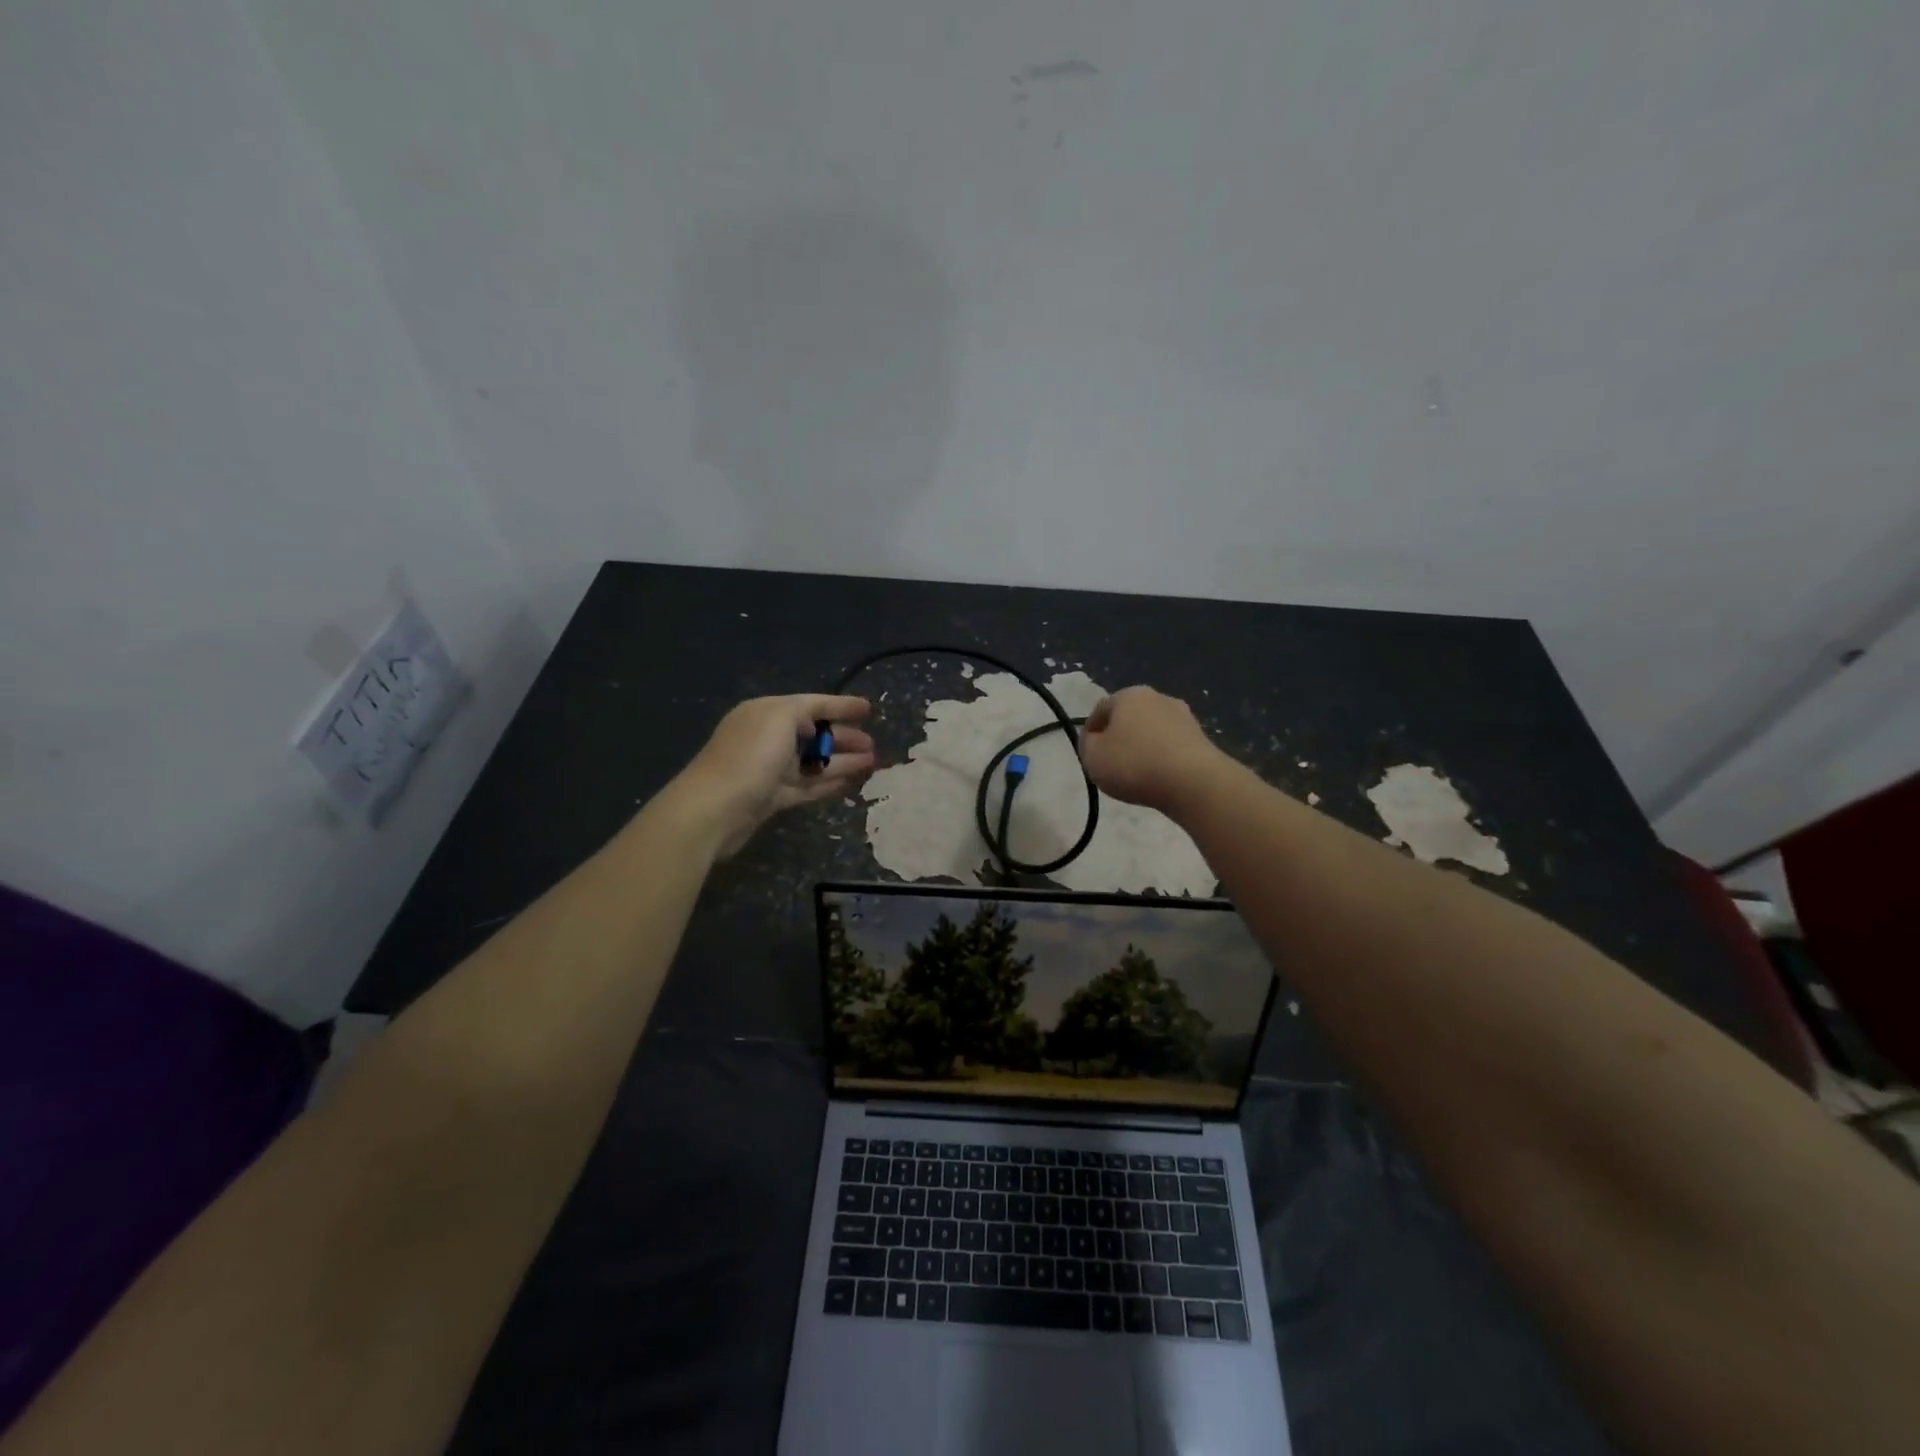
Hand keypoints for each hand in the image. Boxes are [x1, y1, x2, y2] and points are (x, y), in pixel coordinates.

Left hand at [676, 694, 874, 856]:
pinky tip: (850, 783)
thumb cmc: (750, 757)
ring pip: (813, 762)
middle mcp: (767, 738)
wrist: (713, 810)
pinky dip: (828, 783)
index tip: (869, 709)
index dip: (840, 705)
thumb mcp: (779, 717)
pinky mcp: (771, 798)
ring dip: (842, 762)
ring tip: (871, 764)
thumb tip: (814, 727)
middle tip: (873, 745)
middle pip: (813, 734)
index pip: (811, 704)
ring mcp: (768, 770)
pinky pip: (806, 786)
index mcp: (765, 713)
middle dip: (844, 737)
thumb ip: (802, 712)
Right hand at [1079, 685, 1223, 813]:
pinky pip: (1171, 746)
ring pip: (1152, 731)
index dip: (1090, 733)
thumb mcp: (1092, 756)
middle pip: (1129, 718)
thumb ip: (1087, 744)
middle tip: (1111, 764)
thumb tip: (1096, 739)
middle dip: (1119, 737)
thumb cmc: (1134, 764)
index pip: (1100, 710)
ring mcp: (1184, 716)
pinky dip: (1162, 758)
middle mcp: (1158, 698)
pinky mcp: (1201, 738)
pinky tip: (1159, 777)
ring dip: (1142, 747)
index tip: (1089, 755)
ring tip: (1137, 774)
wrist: (1193, 783)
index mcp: (1129, 695)